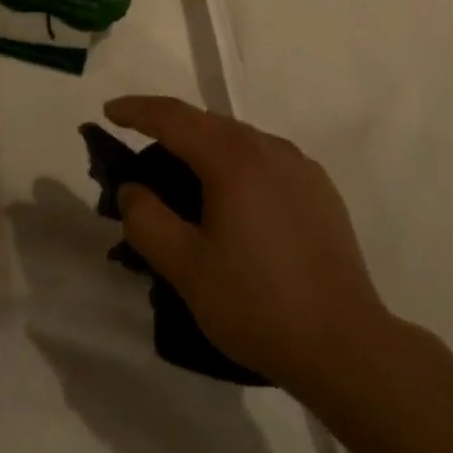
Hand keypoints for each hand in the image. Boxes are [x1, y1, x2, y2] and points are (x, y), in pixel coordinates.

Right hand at [104, 95, 392, 391]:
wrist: (343, 342)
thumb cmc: (256, 304)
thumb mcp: (187, 269)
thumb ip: (148, 221)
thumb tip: (132, 188)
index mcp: (233, 158)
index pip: (174, 117)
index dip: (138, 110)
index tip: (110, 111)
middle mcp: (268, 146)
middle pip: (208, 124)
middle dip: (170, 132)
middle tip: (141, 158)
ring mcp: (299, 164)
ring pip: (239, 140)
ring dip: (205, 149)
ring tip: (185, 183)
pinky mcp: (319, 186)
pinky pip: (267, 160)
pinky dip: (238, 166)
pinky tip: (235, 204)